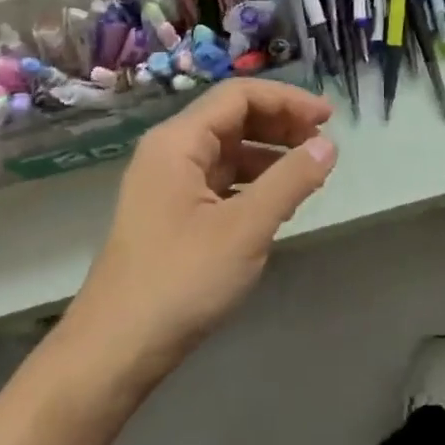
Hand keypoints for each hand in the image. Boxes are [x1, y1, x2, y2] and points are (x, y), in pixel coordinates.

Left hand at [61, 79, 338, 381]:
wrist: (116, 348)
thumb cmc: (181, 280)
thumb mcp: (245, 228)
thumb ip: (290, 181)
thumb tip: (329, 146)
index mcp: (178, 142)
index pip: (238, 96)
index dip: (287, 100)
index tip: (329, 118)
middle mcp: (168, 153)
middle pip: (232, 119)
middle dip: (281, 126)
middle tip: (323, 146)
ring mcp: (167, 185)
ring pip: (227, 152)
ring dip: (270, 156)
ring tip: (309, 175)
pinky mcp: (171, 215)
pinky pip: (219, 182)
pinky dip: (253, 183)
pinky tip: (277, 204)